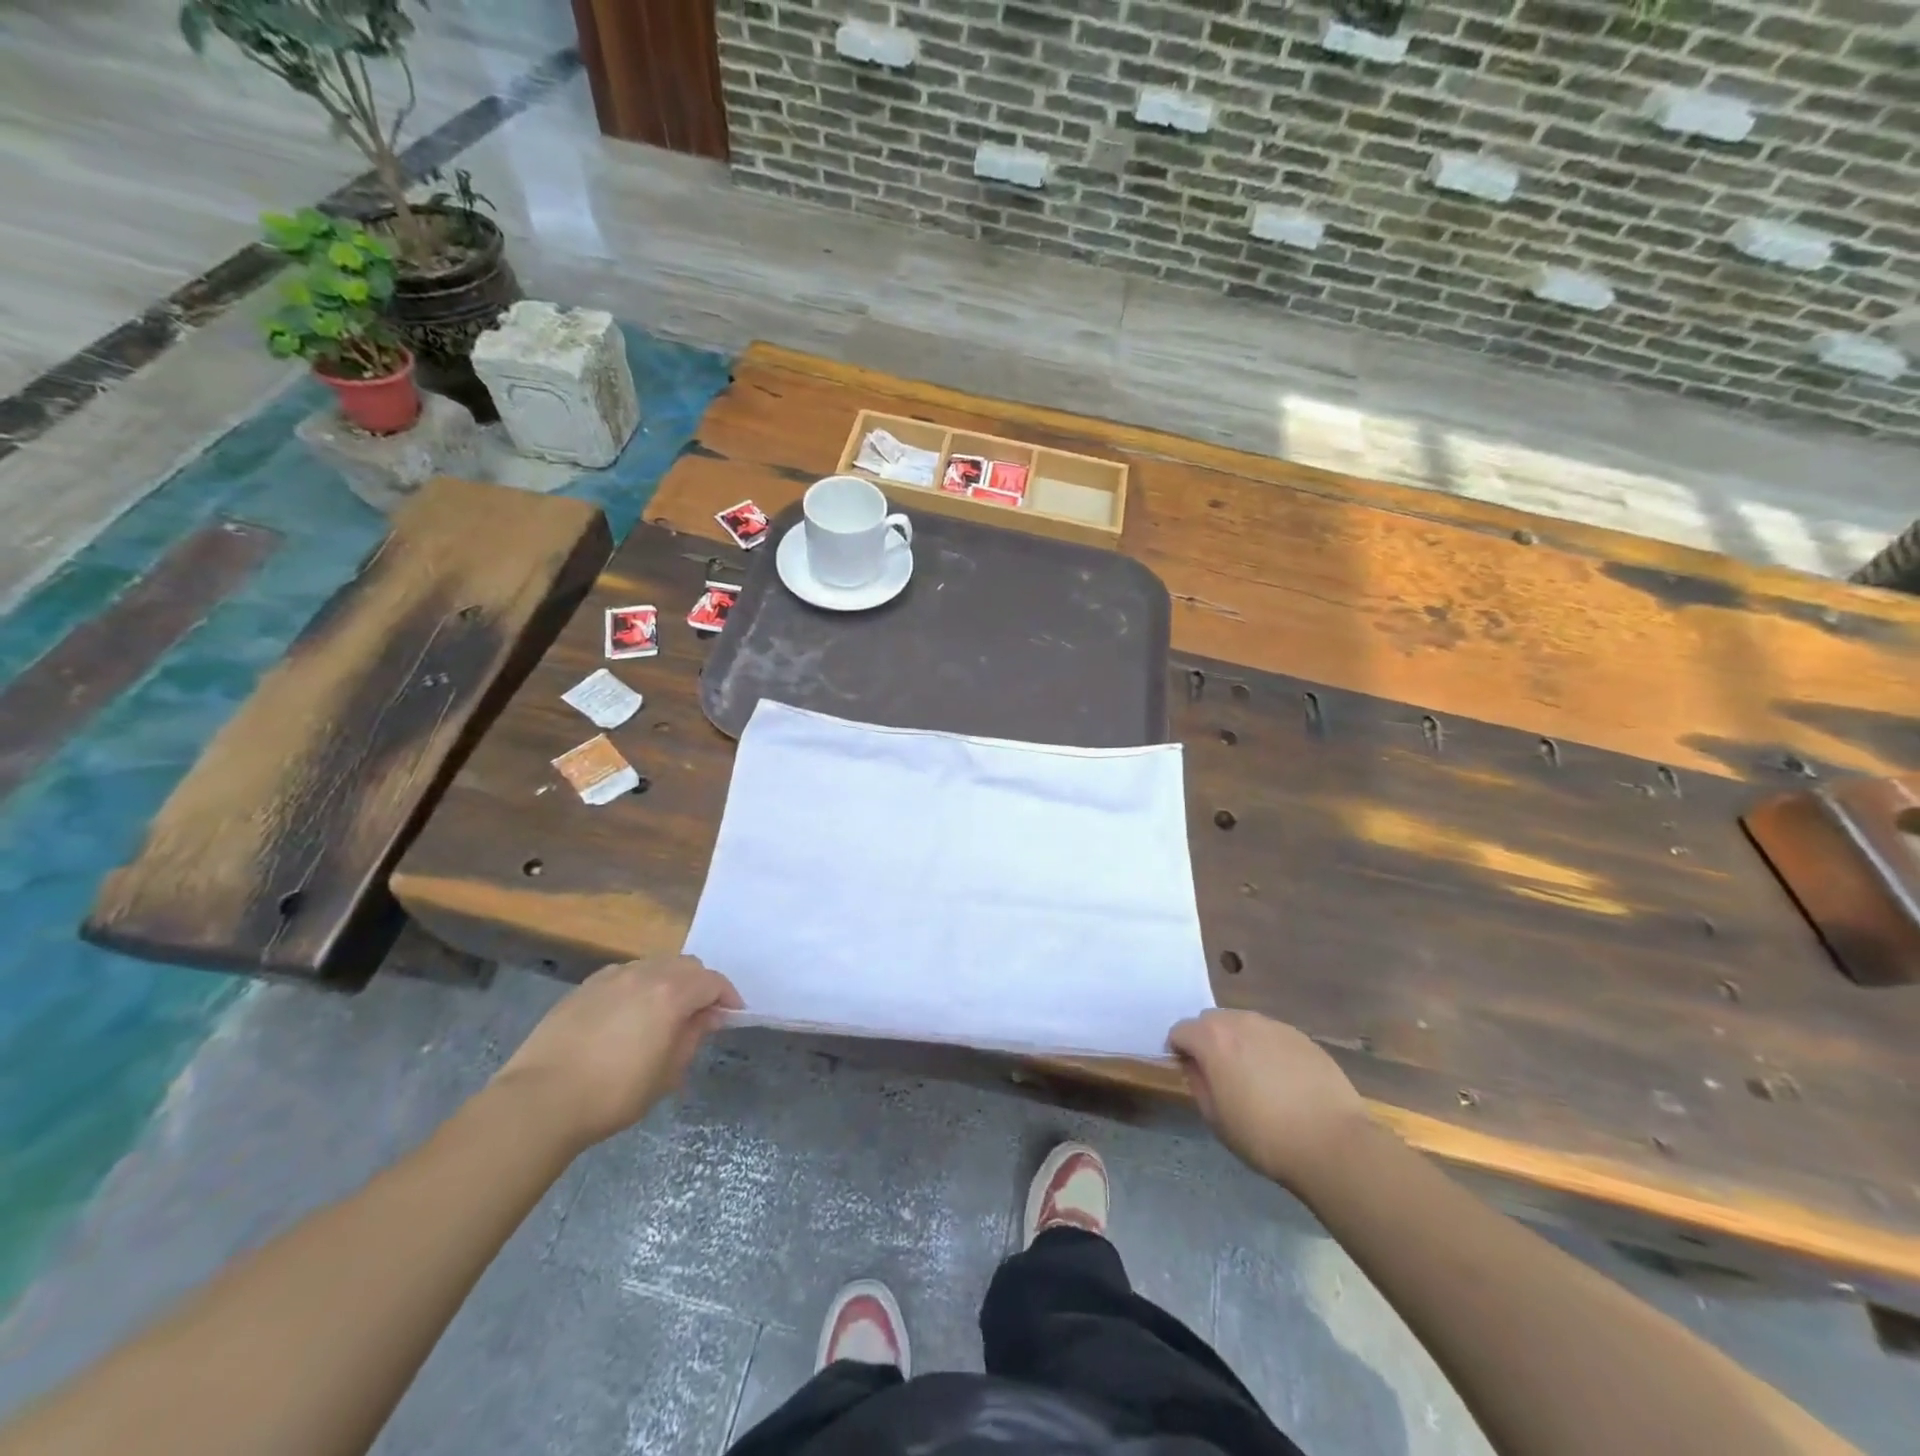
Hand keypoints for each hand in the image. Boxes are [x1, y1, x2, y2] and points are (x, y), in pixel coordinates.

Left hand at [493, 955, 741, 1149]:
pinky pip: (624, 975)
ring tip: (663, 1013)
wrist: (540, 1101)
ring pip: (654, 965)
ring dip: (669, 982)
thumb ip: (692, 1037)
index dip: (728, 997)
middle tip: (699, 1015)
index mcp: (671, 993)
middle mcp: (644, 974)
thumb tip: (707, 1017)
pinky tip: (627, 1015)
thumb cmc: (613, 1094)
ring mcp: (611, 977)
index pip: (713, 982)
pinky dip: (638, 986)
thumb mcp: (666, 1074)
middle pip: (686, 965)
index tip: (731, 1017)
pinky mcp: (584, 987)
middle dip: (700, 985)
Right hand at [1168, 1010, 1370, 1188]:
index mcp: (1213, 1039)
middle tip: (1220, 1073)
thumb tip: (1195, 1065)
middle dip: (1208, 1040)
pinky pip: (1272, 1036)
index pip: (1180, 1030)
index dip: (1179, 1050)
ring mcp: (1275, 1026)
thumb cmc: (1264, 1136)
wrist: (1333, 1143)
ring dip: (1238, 1042)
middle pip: (1212, 1020)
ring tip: (1253, 1076)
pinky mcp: (1302, 1037)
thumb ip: (1198, 1083)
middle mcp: (1241, 1021)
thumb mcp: (1216, 1119)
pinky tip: (1282, 1080)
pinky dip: (1267, 1049)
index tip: (1189, 1072)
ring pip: (1244, 1024)